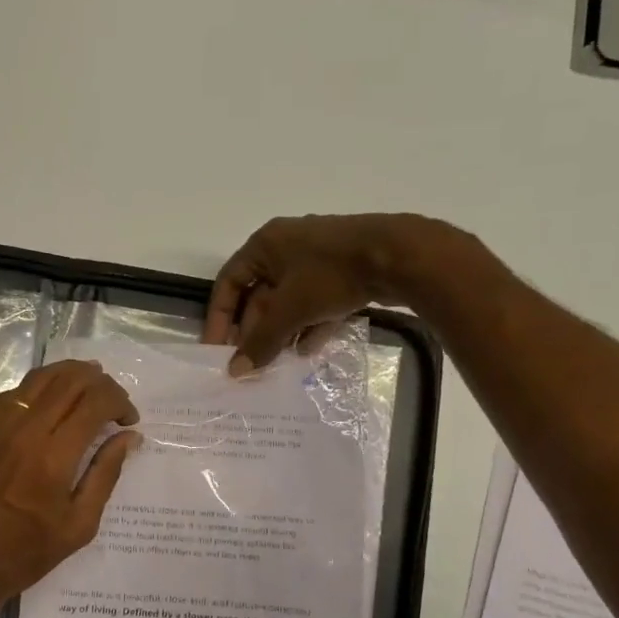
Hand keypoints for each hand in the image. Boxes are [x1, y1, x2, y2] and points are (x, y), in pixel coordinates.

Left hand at [0, 359, 140, 612]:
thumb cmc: (26, 553)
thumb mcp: (79, 525)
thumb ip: (105, 474)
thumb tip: (128, 437)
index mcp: (54, 456)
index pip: (96, 401)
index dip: (120, 401)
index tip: (128, 420)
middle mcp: (25, 430)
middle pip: (70, 379)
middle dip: (101, 383)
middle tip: (112, 403)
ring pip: (40, 378)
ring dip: (71, 376)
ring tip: (87, 392)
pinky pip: (13, 393)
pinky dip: (40, 389)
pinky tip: (49, 405)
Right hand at [205, 213, 441, 371]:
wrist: (401, 256)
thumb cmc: (331, 274)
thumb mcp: (290, 310)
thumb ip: (260, 342)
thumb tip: (235, 372)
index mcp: (265, 244)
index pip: (229, 283)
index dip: (220, 318)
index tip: (217, 350)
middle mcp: (287, 247)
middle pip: (259, 295)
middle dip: (254, 331)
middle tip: (248, 363)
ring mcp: (319, 259)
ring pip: (289, 301)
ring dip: (280, 333)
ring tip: (275, 364)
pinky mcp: (345, 272)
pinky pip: (316, 303)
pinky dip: (309, 326)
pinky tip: (307, 351)